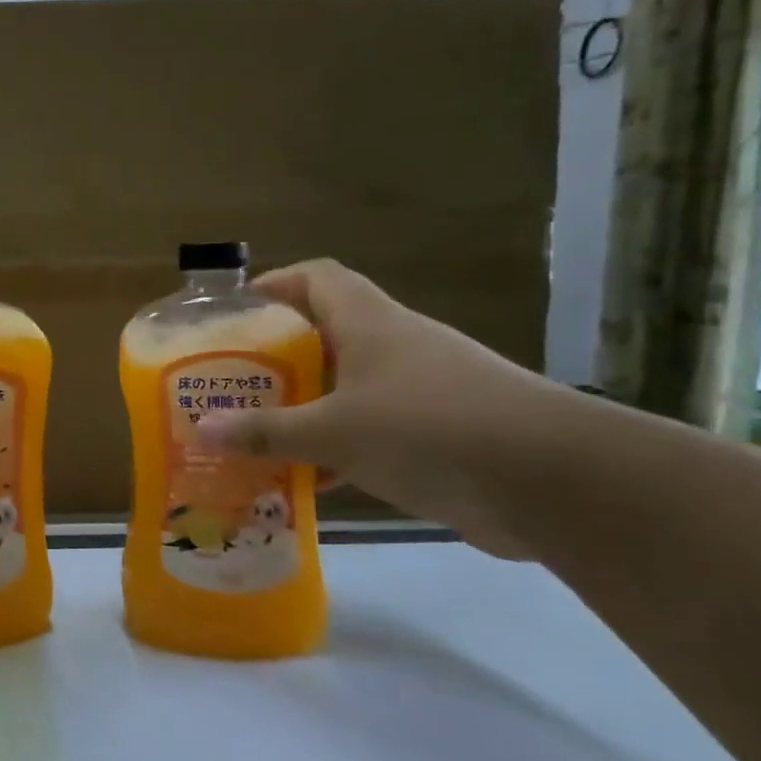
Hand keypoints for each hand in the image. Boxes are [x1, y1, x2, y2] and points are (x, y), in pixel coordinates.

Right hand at [197, 259, 561, 557]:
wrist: (557, 483)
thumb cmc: (430, 429)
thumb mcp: (335, 431)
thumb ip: (268, 431)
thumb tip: (203, 429)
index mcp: (369, 323)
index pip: (316, 278)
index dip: (274, 285)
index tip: (235, 314)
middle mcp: (394, 346)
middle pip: (325, 334)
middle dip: (277, 357)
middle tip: (232, 383)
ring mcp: (421, 390)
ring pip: (347, 388)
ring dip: (305, 407)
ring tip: (256, 432)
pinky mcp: (440, 434)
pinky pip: (372, 430)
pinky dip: (338, 448)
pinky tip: (308, 479)